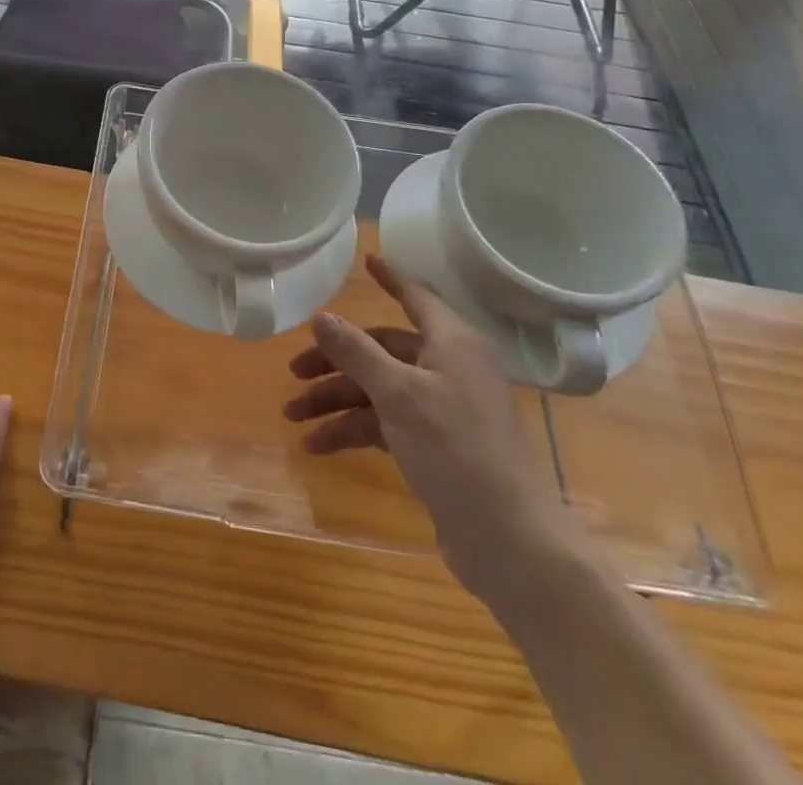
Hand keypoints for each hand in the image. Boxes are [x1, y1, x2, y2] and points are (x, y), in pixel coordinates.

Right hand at [283, 256, 580, 600]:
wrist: (509, 541)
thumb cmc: (457, 450)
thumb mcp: (399, 394)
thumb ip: (356, 352)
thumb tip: (321, 316)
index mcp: (452, 343)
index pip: (417, 296)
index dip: (391, 278)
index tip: (367, 260)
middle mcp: (449, 368)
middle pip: (383, 349)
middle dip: (336, 360)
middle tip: (294, 371)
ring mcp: (442, 409)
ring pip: (378, 388)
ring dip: (336, 400)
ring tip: (294, 416)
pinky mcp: (435, 446)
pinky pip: (385, 423)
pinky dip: (353, 430)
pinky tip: (318, 445)